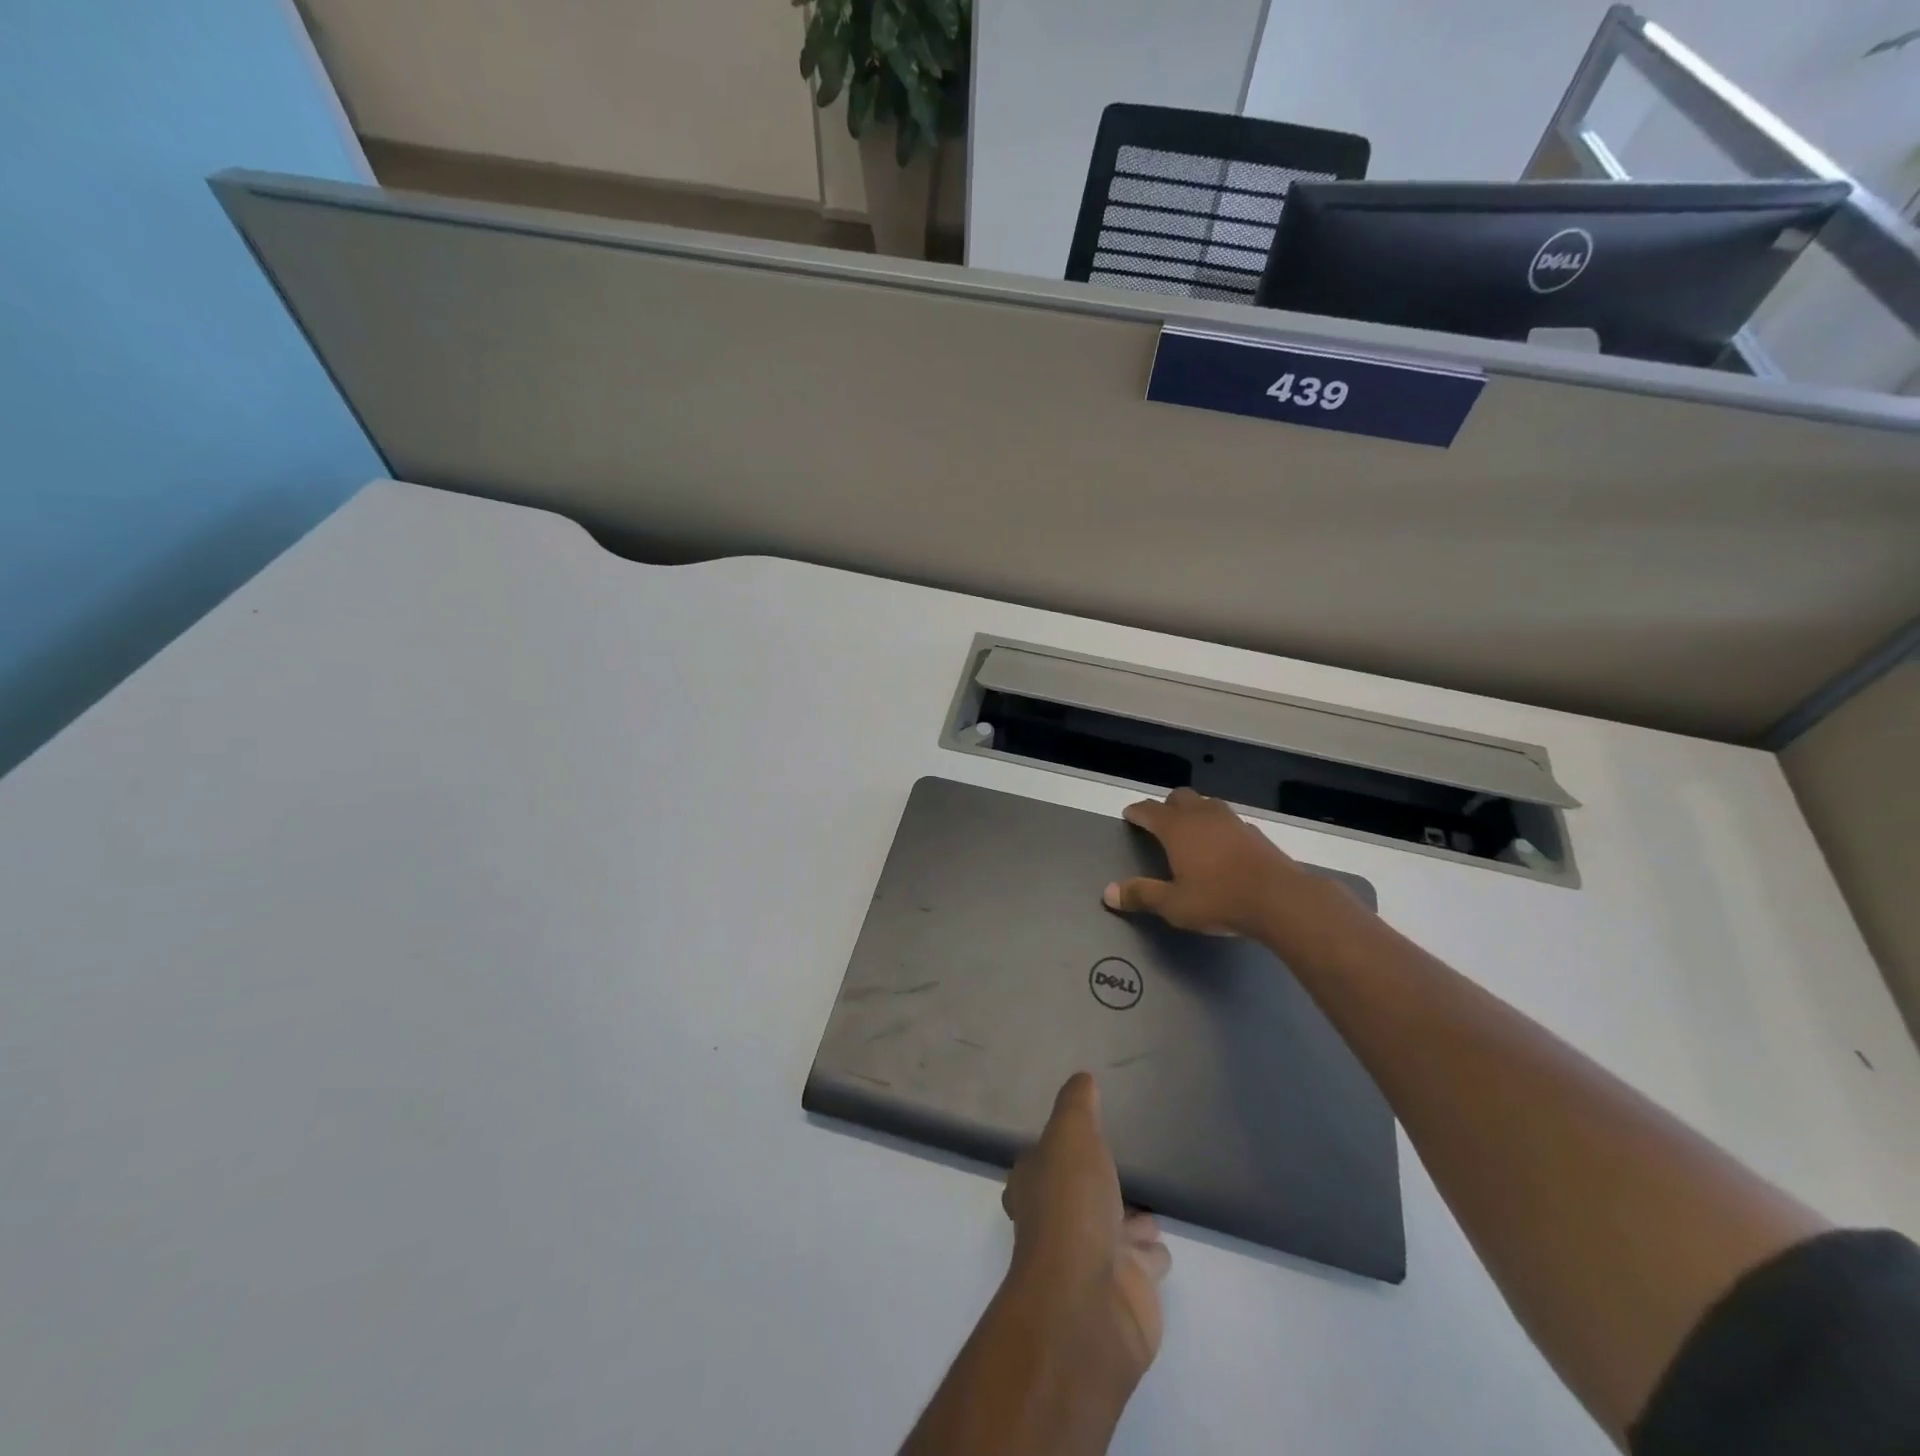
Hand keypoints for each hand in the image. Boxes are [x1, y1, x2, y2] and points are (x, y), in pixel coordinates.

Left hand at [1003, 1073, 1170, 1382]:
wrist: (1090, 1302)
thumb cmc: (1071, 1206)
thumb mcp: (1071, 1135)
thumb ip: (1077, 1105)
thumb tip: (1082, 1078)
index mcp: (1034, 1186)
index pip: (1040, 1162)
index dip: (1052, 1151)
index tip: (1072, 1138)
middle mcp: (1057, 1222)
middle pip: (1078, 1197)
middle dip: (1096, 1186)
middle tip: (1119, 1167)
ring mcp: (1092, 1260)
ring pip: (1114, 1230)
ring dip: (1129, 1220)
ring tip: (1150, 1203)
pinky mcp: (1127, 1290)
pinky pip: (1142, 1263)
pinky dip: (1150, 1253)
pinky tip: (1163, 1239)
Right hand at [1102, 786, 1312, 936]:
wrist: (1280, 899)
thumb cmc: (1219, 899)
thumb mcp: (1173, 904)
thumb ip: (1142, 895)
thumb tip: (1108, 892)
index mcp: (1177, 828)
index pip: (1150, 810)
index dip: (1137, 812)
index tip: (1129, 815)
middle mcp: (1202, 816)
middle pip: (1180, 797)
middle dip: (1167, 805)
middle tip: (1160, 821)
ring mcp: (1232, 821)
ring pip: (1207, 804)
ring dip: (1195, 811)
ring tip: (1191, 829)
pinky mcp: (1255, 833)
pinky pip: (1228, 820)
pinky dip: (1218, 827)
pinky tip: (1222, 845)